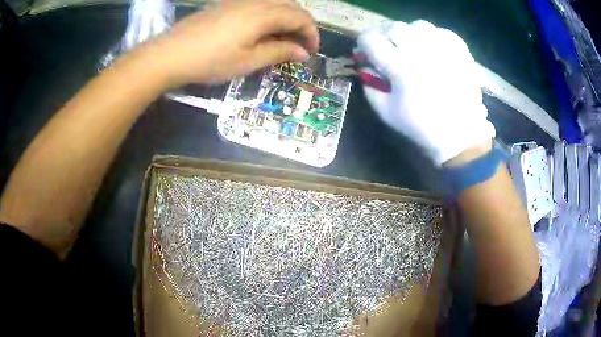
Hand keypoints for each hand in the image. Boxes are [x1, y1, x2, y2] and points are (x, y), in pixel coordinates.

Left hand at [143, 0, 318, 86]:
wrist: (170, 54)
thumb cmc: (210, 61)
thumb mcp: (247, 61)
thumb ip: (279, 53)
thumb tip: (303, 52)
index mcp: (263, 14)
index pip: (300, 17)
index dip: (311, 33)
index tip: (312, 52)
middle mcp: (255, 1)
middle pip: (290, 6)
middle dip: (301, 25)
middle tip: (300, 46)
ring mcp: (239, 1)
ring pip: (275, 3)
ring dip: (286, 19)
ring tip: (283, 39)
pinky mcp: (227, 4)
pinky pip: (258, 4)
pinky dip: (269, 16)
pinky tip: (262, 31)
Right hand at [357, 21, 494, 165]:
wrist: (460, 134)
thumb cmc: (421, 125)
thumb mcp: (385, 111)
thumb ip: (369, 84)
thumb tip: (364, 65)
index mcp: (399, 66)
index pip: (370, 38)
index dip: (364, 43)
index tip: (367, 51)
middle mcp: (420, 50)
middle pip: (393, 27)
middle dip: (386, 37)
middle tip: (390, 50)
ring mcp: (443, 48)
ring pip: (418, 25)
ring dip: (410, 34)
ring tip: (413, 48)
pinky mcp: (459, 50)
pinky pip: (440, 31)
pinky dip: (432, 37)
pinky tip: (433, 49)